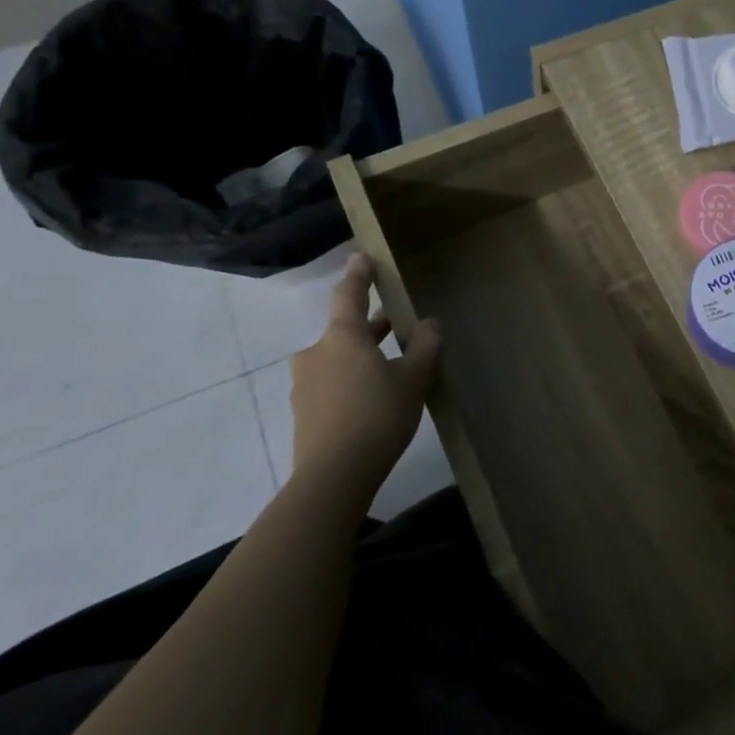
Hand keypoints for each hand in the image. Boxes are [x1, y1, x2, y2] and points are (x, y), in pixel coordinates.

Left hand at [288, 254, 442, 487]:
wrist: (333, 478)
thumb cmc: (377, 416)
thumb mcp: (413, 379)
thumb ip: (424, 346)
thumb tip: (430, 323)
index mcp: (342, 338)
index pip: (349, 295)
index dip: (359, 275)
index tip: (361, 257)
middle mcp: (316, 354)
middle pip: (345, 331)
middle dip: (371, 327)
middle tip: (396, 325)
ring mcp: (305, 385)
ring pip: (338, 359)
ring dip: (362, 356)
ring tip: (391, 367)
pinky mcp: (304, 412)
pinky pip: (331, 384)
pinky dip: (351, 381)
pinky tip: (373, 399)